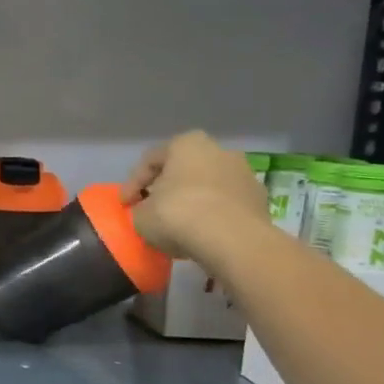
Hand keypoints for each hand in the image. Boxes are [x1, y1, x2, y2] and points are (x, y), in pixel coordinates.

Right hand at [120, 130, 271, 260]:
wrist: (232, 240)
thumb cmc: (178, 215)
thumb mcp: (141, 215)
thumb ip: (141, 208)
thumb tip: (148, 210)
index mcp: (187, 144)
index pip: (150, 160)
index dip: (132, 184)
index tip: (124, 205)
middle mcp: (219, 150)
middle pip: (183, 169)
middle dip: (167, 188)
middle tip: (152, 209)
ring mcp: (244, 173)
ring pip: (208, 186)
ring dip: (193, 201)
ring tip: (179, 225)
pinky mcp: (259, 199)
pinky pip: (226, 205)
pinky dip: (213, 215)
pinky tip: (202, 234)